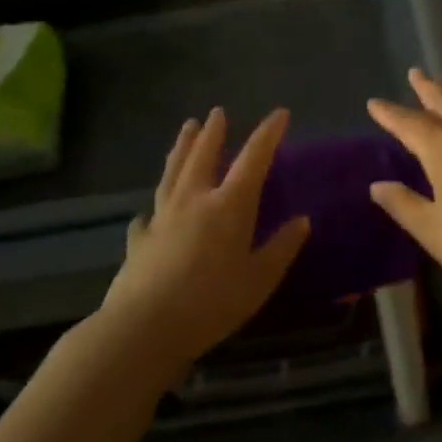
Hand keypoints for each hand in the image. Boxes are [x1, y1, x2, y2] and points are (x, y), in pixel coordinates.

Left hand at [102, 108, 308, 373]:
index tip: (280, 113)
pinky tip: (148, 212)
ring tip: (187, 129)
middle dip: (214, 133)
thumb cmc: (212, 304)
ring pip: (173, 173)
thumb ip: (281, 248)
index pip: (253, 159)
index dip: (268, 134)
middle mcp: (194, 201)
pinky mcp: (139, 240)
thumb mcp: (259, 280)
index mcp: (228, 207)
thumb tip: (303, 221)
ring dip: (181, 148)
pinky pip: (147, 216)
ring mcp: (162, 218)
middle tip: (217, 112)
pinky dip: (152, 209)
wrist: (144, 328)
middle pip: (204, 156)